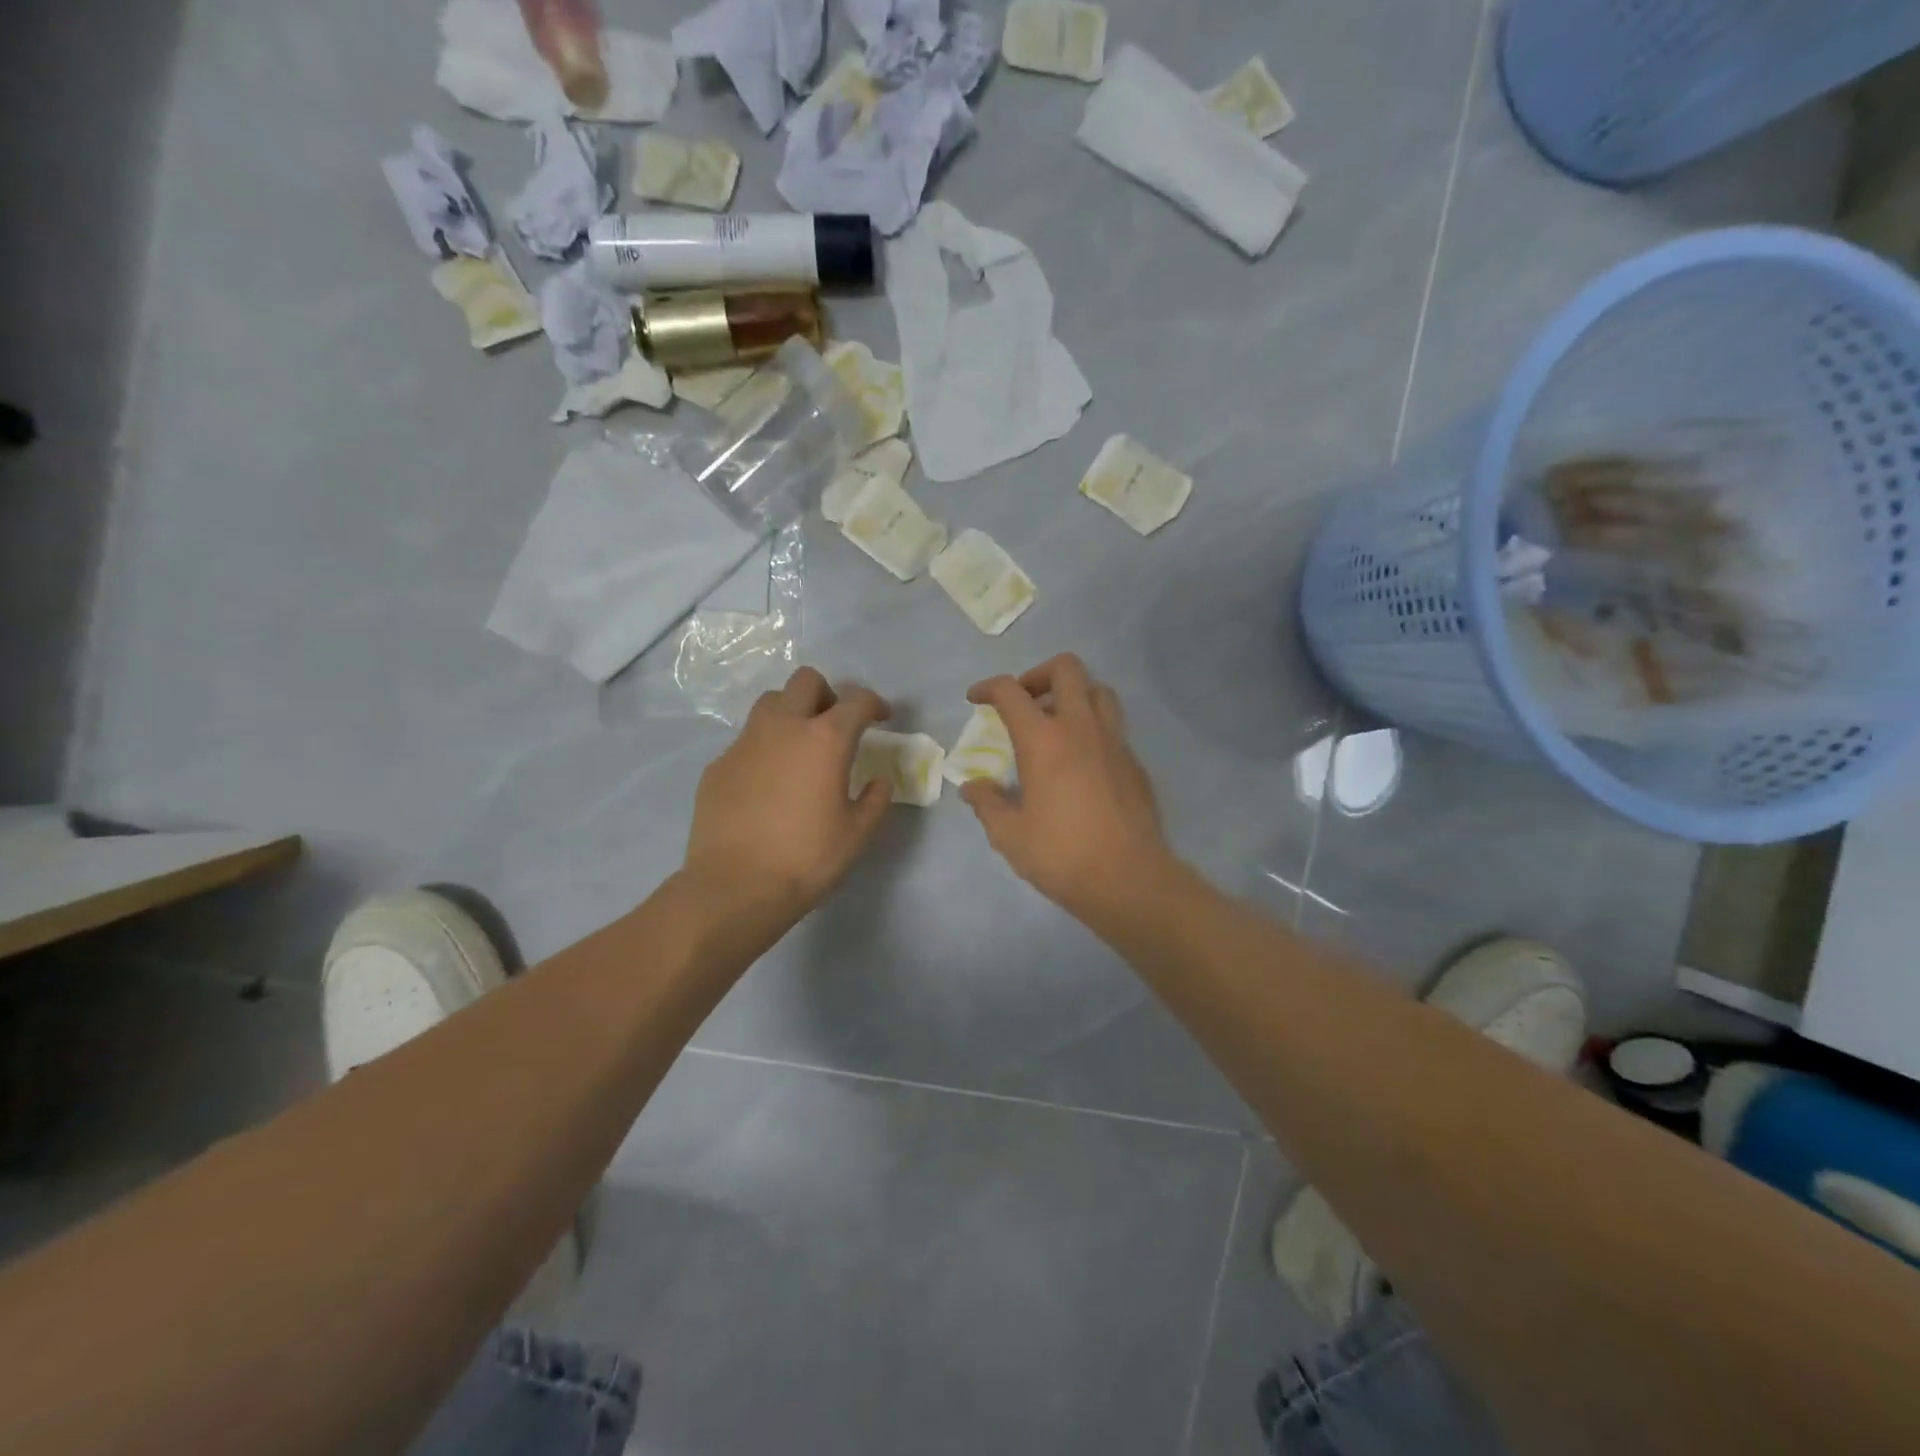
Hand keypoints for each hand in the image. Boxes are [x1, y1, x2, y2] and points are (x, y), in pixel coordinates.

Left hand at [684, 667, 892, 920]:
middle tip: (836, 725)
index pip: (856, 699)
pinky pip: (747, 741)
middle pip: (806, 681)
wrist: (734, 887)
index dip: (874, 704)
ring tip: (800, 747)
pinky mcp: (718, 764)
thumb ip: (875, 799)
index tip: (881, 719)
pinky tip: (768, 784)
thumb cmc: (806, 859)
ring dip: (792, 712)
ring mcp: (745, 743)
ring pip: (771, 702)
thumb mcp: (857, 834)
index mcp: (825, 739)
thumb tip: (878, 781)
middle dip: (828, 694)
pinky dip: (765, 748)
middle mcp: (783, 727)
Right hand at [961, 655, 1173, 921]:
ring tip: (1056, 724)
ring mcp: (1114, 741)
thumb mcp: (1009, 834)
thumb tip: (974, 787)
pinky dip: (1093, 728)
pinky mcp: (1134, 762)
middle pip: (1066, 668)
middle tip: (1025, 702)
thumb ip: (987, 803)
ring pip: (1098, 690)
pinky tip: (1082, 762)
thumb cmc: (1061, 854)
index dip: (988, 687)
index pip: (1011, 692)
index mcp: (1044, 740)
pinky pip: (1113, 726)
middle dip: (1038, 674)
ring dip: (1073, 695)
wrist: (1128, 879)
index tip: (976, 699)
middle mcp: (1081, 727)